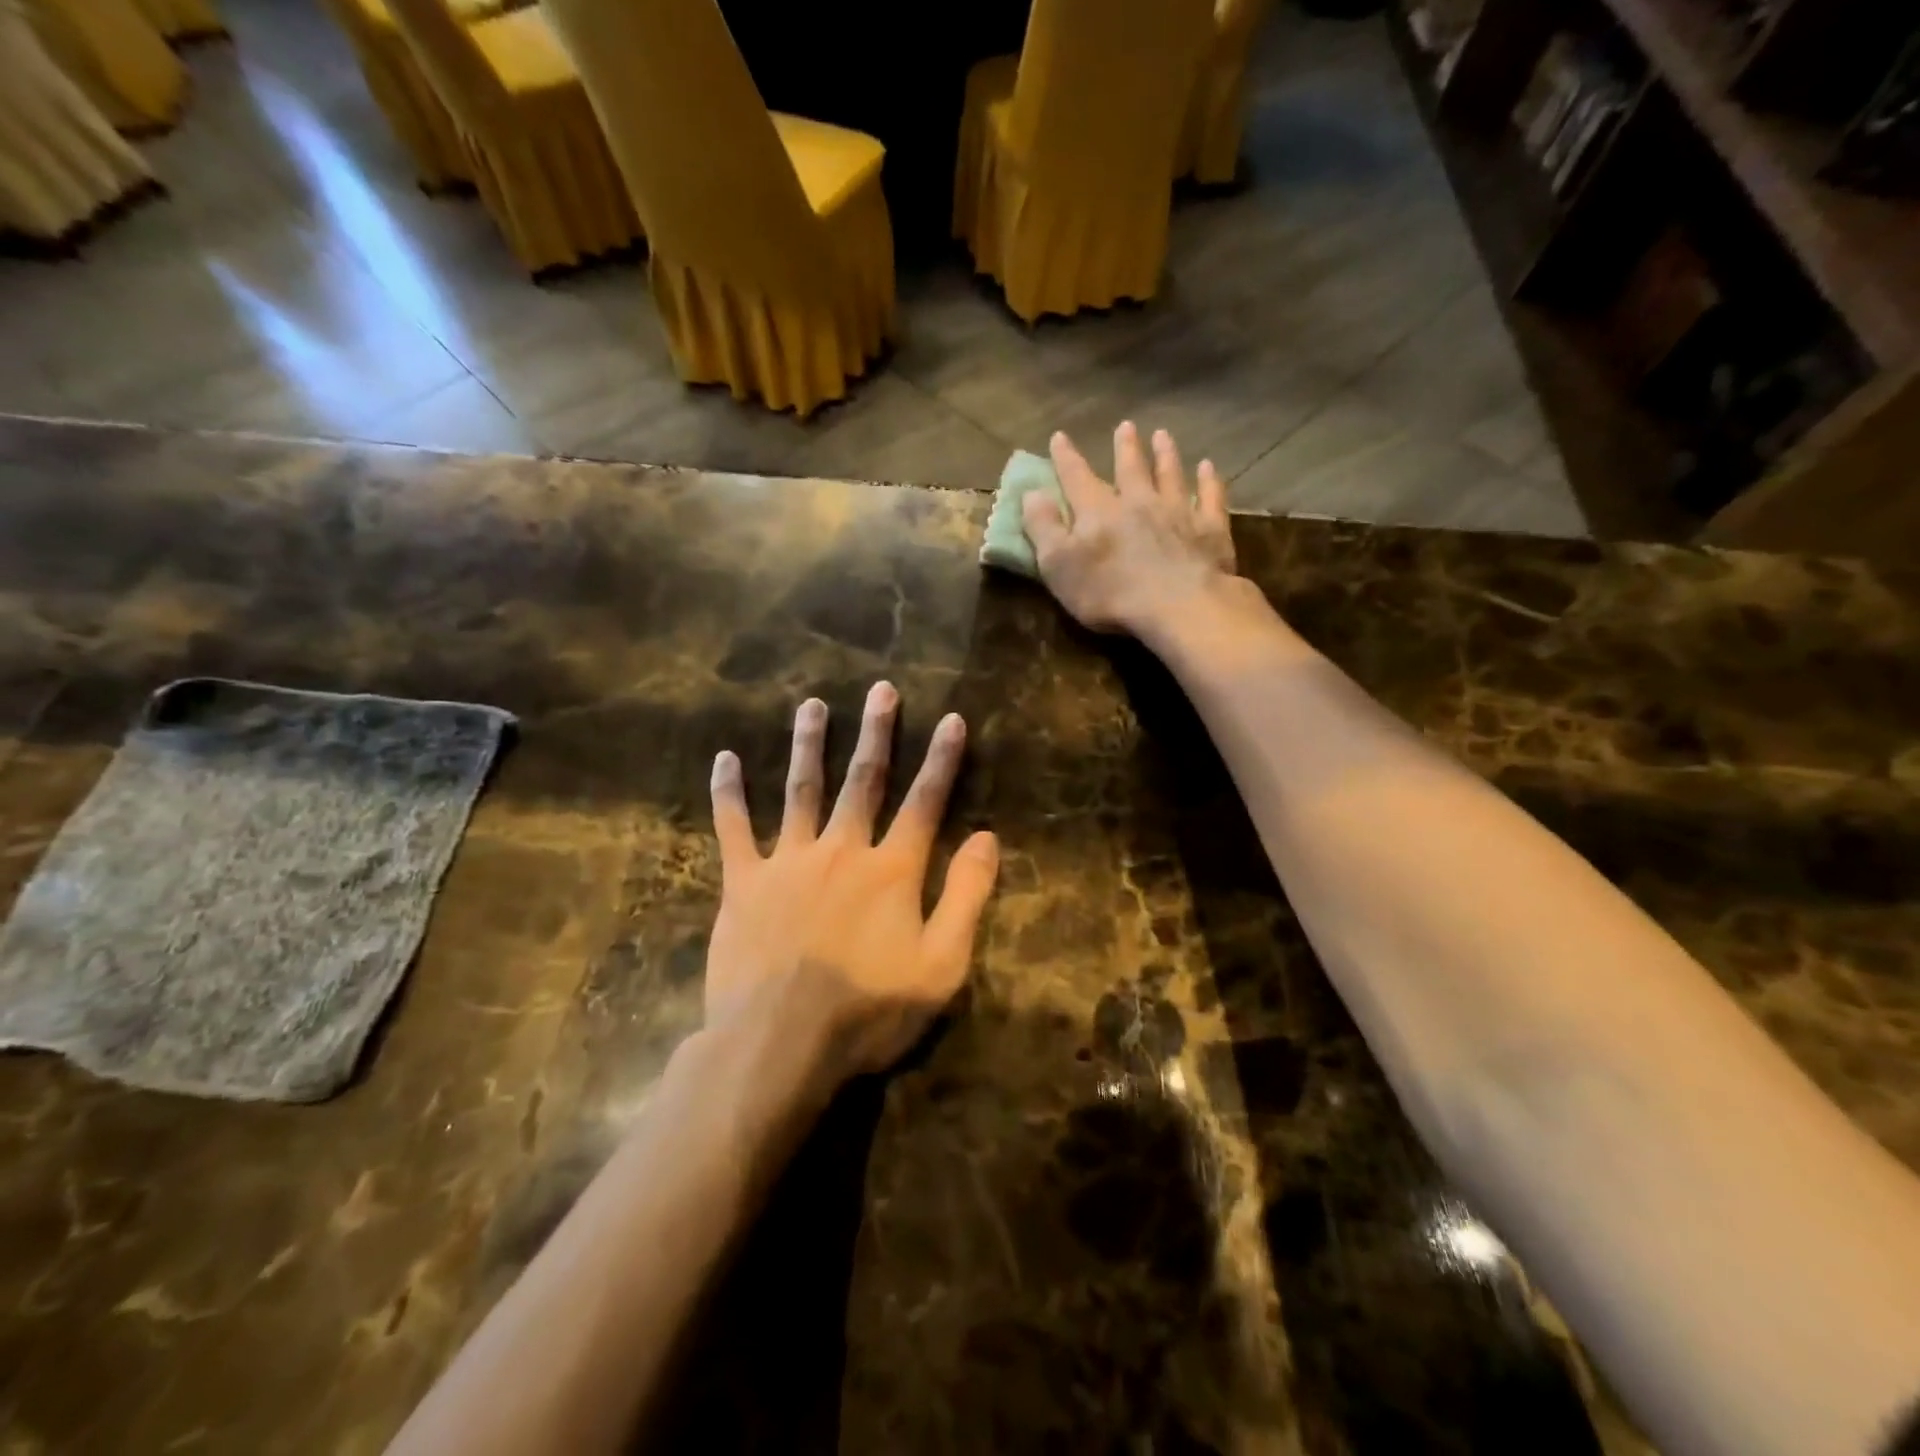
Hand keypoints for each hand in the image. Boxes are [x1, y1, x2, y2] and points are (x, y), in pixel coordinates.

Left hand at [706, 682, 999, 1082]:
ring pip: (802, 788)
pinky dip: (729, 792)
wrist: (779, 1044)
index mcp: (892, 869)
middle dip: (876, 733)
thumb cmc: (869, 1010)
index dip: (942, 760)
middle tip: (881, 690)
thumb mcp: (941, 964)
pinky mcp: (744, 882)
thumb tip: (986, 837)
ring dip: (810, 743)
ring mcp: (789, 861)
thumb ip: (966, 896)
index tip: (953, 719)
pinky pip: (734, 827)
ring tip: (812, 705)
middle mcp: (842, 849)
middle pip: (864, 780)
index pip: (925, 802)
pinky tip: (725, 758)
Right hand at [1021, 421, 1236, 638]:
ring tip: (1163, 436)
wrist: (1178, 605)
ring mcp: (1178, 512)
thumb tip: (1031, 493)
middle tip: (1125, 426)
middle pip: (1130, 468)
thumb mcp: (1058, 565)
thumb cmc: (1109, 592)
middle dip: (1125, 447)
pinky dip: (1210, 481)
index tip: (1060, 437)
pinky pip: (1211, 498)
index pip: (1076, 477)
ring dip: (1166, 454)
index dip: (1066, 458)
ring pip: (1170, 475)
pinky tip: (1209, 468)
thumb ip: (1043, 527)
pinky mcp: (1210, 530)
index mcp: (1098, 511)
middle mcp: (1138, 501)